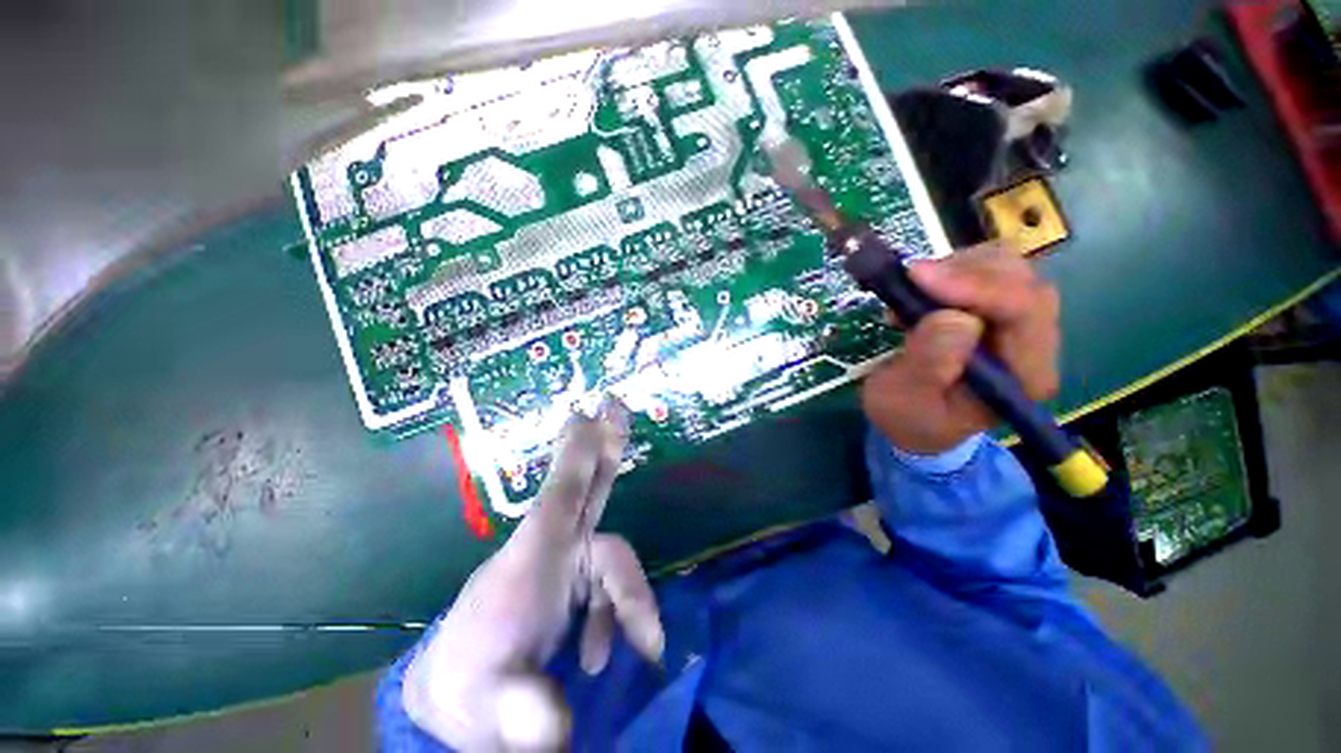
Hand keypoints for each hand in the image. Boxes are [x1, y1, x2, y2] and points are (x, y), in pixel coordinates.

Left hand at [402, 398, 663, 750]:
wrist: (457, 695)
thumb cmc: (470, 685)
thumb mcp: (490, 705)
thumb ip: (522, 712)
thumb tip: (556, 726)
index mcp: (534, 555)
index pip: (562, 492)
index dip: (580, 452)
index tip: (591, 412)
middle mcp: (557, 547)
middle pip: (588, 485)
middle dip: (605, 445)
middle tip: (616, 404)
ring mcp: (570, 563)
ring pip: (615, 554)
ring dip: (630, 598)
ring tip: (641, 646)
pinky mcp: (577, 583)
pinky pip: (613, 584)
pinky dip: (621, 613)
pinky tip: (601, 654)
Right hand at [861, 242, 1060, 454]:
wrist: (913, 419)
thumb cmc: (908, 416)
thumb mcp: (903, 399)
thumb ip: (928, 366)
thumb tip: (955, 318)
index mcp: (1023, 376)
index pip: (1024, 312)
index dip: (977, 287)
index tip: (919, 277)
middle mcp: (1035, 344)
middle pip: (1022, 281)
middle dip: (965, 273)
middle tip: (912, 283)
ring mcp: (1020, 323)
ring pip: (1008, 267)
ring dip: (956, 268)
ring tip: (913, 293)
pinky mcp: (999, 310)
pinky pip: (987, 270)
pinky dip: (952, 270)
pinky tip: (924, 292)